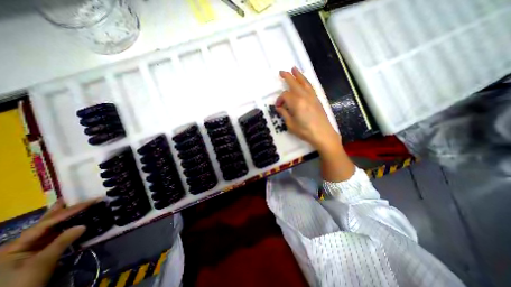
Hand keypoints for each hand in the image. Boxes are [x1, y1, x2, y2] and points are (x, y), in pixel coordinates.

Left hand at [0, 198, 94, 286]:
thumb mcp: (42, 263)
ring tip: (76, 204)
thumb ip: (62, 242)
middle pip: (45, 222)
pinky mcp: (40, 252)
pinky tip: (75, 220)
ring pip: (51, 227)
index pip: (47, 222)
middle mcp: (22, 243)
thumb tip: (83, 225)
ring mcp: (30, 248)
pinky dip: (67, 226)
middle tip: (74, 196)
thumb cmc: (22, 283)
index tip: (90, 202)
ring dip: (66, 216)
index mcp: (16, 245)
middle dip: (61, 209)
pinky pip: (56, 234)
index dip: (70, 211)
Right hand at [278, 67, 353, 180]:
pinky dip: (306, 81)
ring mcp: (312, 97)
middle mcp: (304, 96)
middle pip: (294, 83)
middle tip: (281, 71)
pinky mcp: (317, 99)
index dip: (279, 100)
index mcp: (296, 103)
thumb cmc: (305, 131)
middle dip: (287, 76)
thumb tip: (279, 107)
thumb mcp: (290, 125)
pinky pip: (310, 87)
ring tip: (294, 69)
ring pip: (304, 82)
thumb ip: (284, 114)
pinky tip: (304, 81)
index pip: (284, 96)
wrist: (323, 134)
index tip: (278, 107)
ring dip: (298, 75)